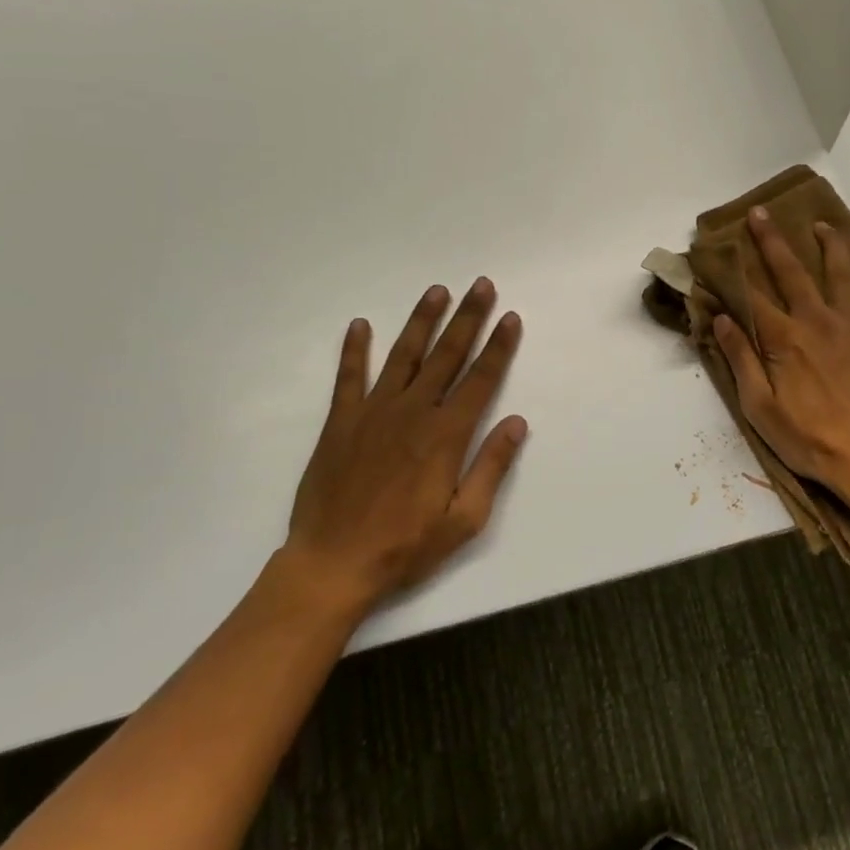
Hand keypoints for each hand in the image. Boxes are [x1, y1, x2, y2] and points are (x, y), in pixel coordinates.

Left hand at [281, 279, 526, 616]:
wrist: (332, 564)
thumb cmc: (405, 547)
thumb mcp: (463, 520)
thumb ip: (491, 467)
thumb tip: (517, 422)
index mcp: (445, 436)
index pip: (480, 380)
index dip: (498, 347)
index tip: (510, 317)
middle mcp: (412, 413)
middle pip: (447, 356)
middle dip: (468, 318)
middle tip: (481, 285)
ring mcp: (373, 413)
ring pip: (404, 356)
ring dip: (422, 321)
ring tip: (437, 291)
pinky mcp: (341, 422)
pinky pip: (349, 377)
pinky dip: (354, 350)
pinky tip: (361, 325)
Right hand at [712, 208, 849, 500]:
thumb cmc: (808, 438)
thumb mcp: (760, 407)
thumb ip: (741, 359)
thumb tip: (722, 319)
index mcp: (784, 338)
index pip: (752, 297)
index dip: (733, 272)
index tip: (719, 250)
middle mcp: (818, 321)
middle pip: (791, 272)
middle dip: (772, 241)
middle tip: (760, 213)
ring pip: (842, 275)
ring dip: (831, 247)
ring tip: (824, 226)